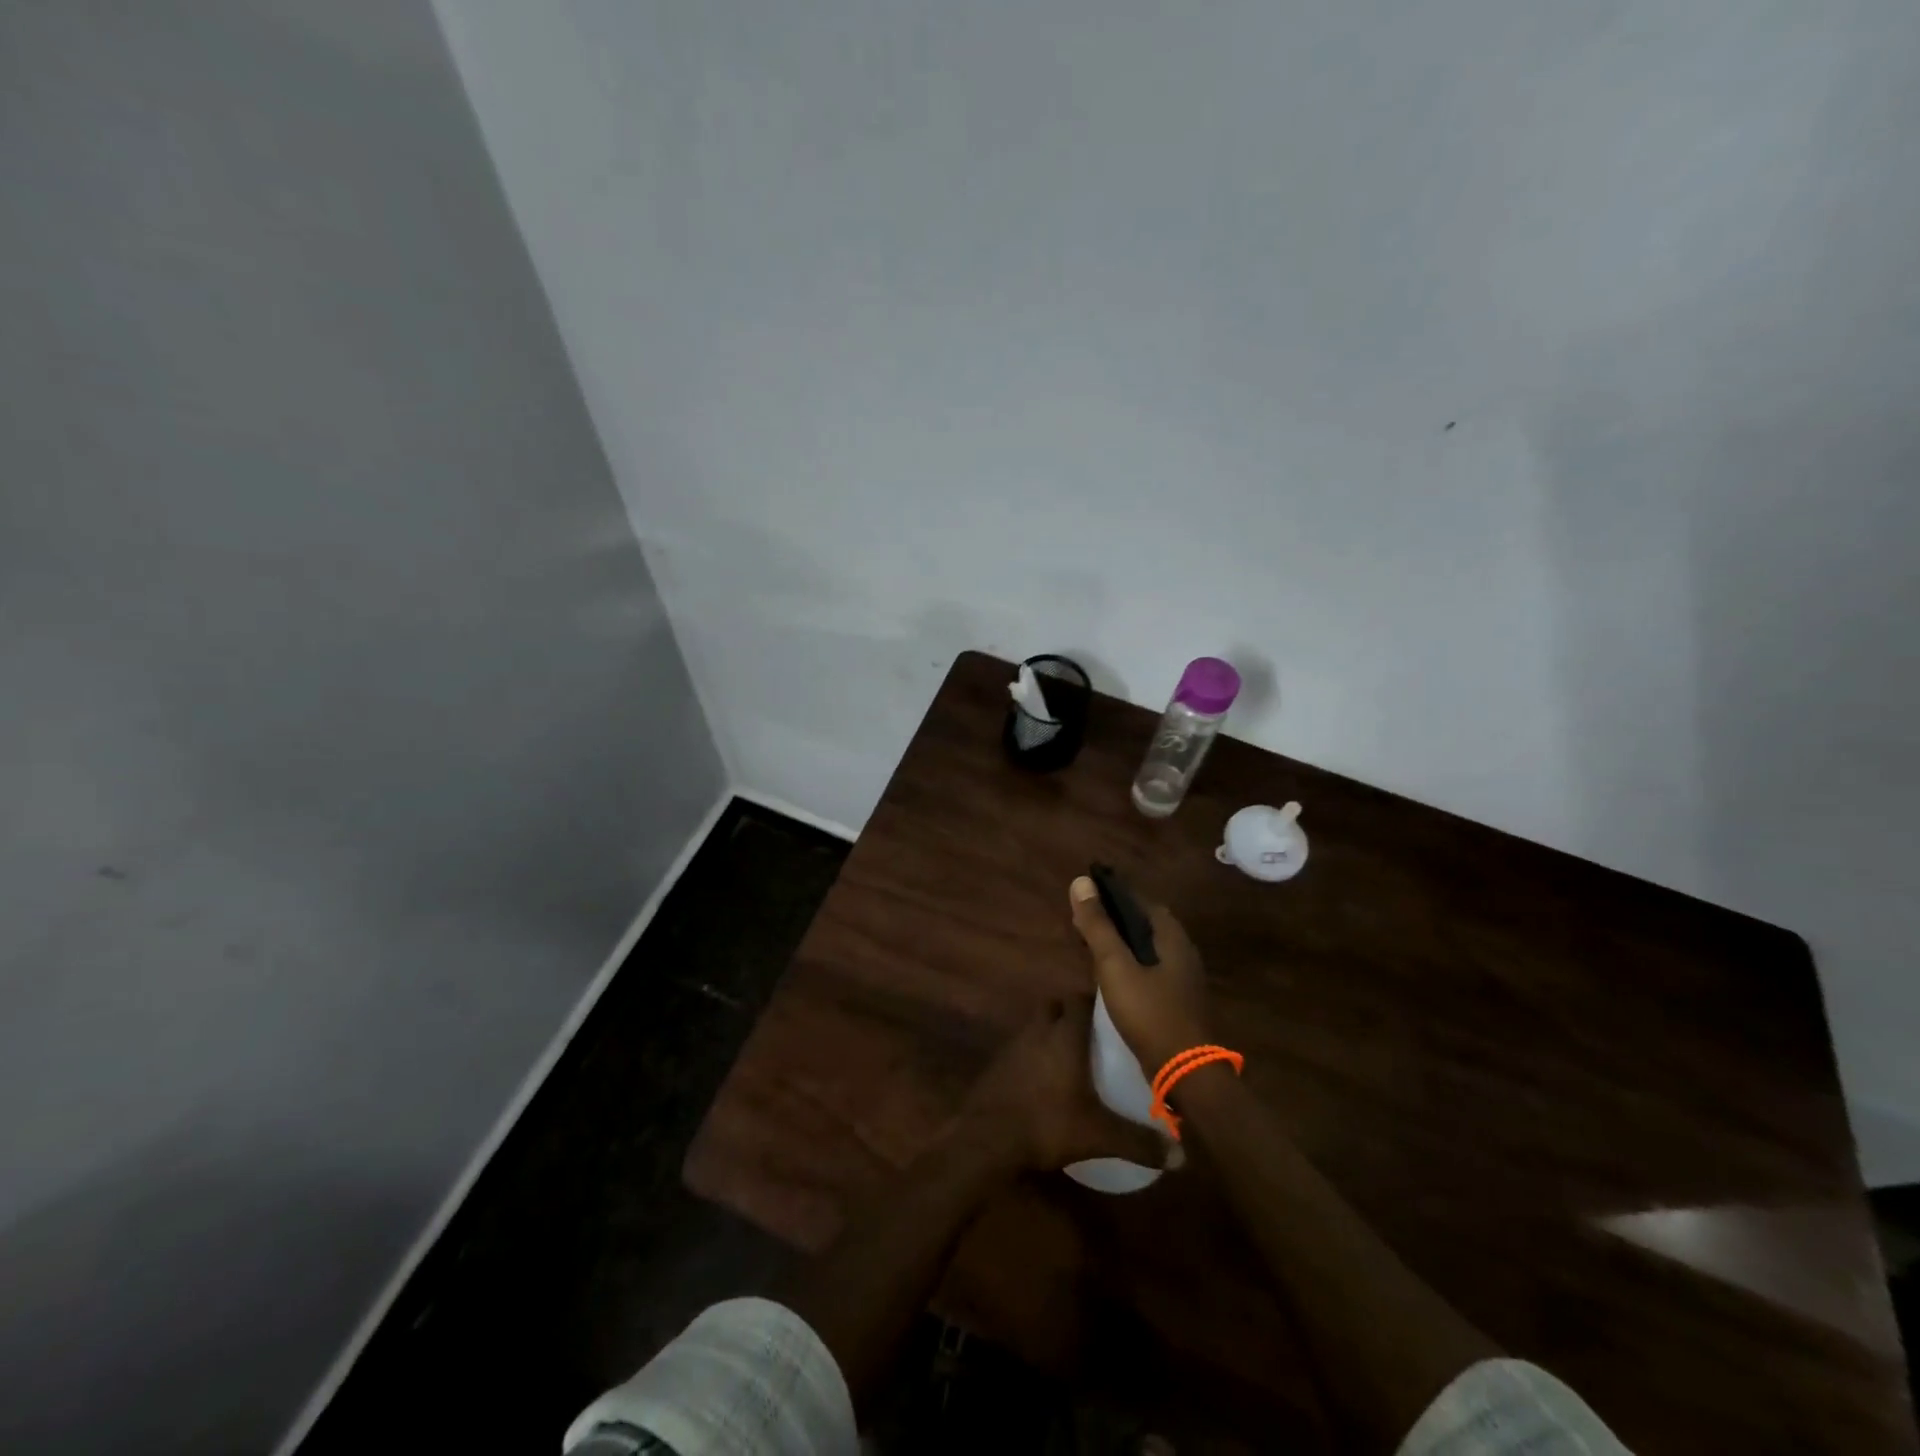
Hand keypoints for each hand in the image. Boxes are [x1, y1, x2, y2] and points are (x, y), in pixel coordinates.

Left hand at [962, 999, 1167, 1170]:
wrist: (988, 1137)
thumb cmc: (1048, 1122)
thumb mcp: (1099, 1135)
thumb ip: (1139, 1141)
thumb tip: (1181, 1155)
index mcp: (1065, 1035)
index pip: (1079, 999)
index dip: (1094, 1001)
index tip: (1112, 1011)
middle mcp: (1038, 1031)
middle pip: (1054, 1006)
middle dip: (1071, 1013)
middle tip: (1093, 1034)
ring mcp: (1014, 1045)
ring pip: (1035, 1026)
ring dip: (1050, 1033)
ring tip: (1072, 1057)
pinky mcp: (998, 1064)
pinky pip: (1021, 1048)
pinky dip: (1033, 1055)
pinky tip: (1044, 1080)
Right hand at [1069, 876, 1212, 1073]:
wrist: (1184, 1070)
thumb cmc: (1149, 1011)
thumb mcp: (1115, 965)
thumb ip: (1099, 926)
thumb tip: (1081, 882)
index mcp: (1172, 937)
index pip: (1142, 901)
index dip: (1115, 895)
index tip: (1088, 897)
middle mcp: (1183, 952)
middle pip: (1146, 925)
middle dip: (1116, 920)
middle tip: (1085, 923)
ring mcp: (1183, 979)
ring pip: (1149, 949)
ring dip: (1122, 944)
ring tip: (1093, 947)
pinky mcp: (1178, 1001)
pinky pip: (1151, 970)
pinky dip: (1131, 965)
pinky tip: (1113, 977)